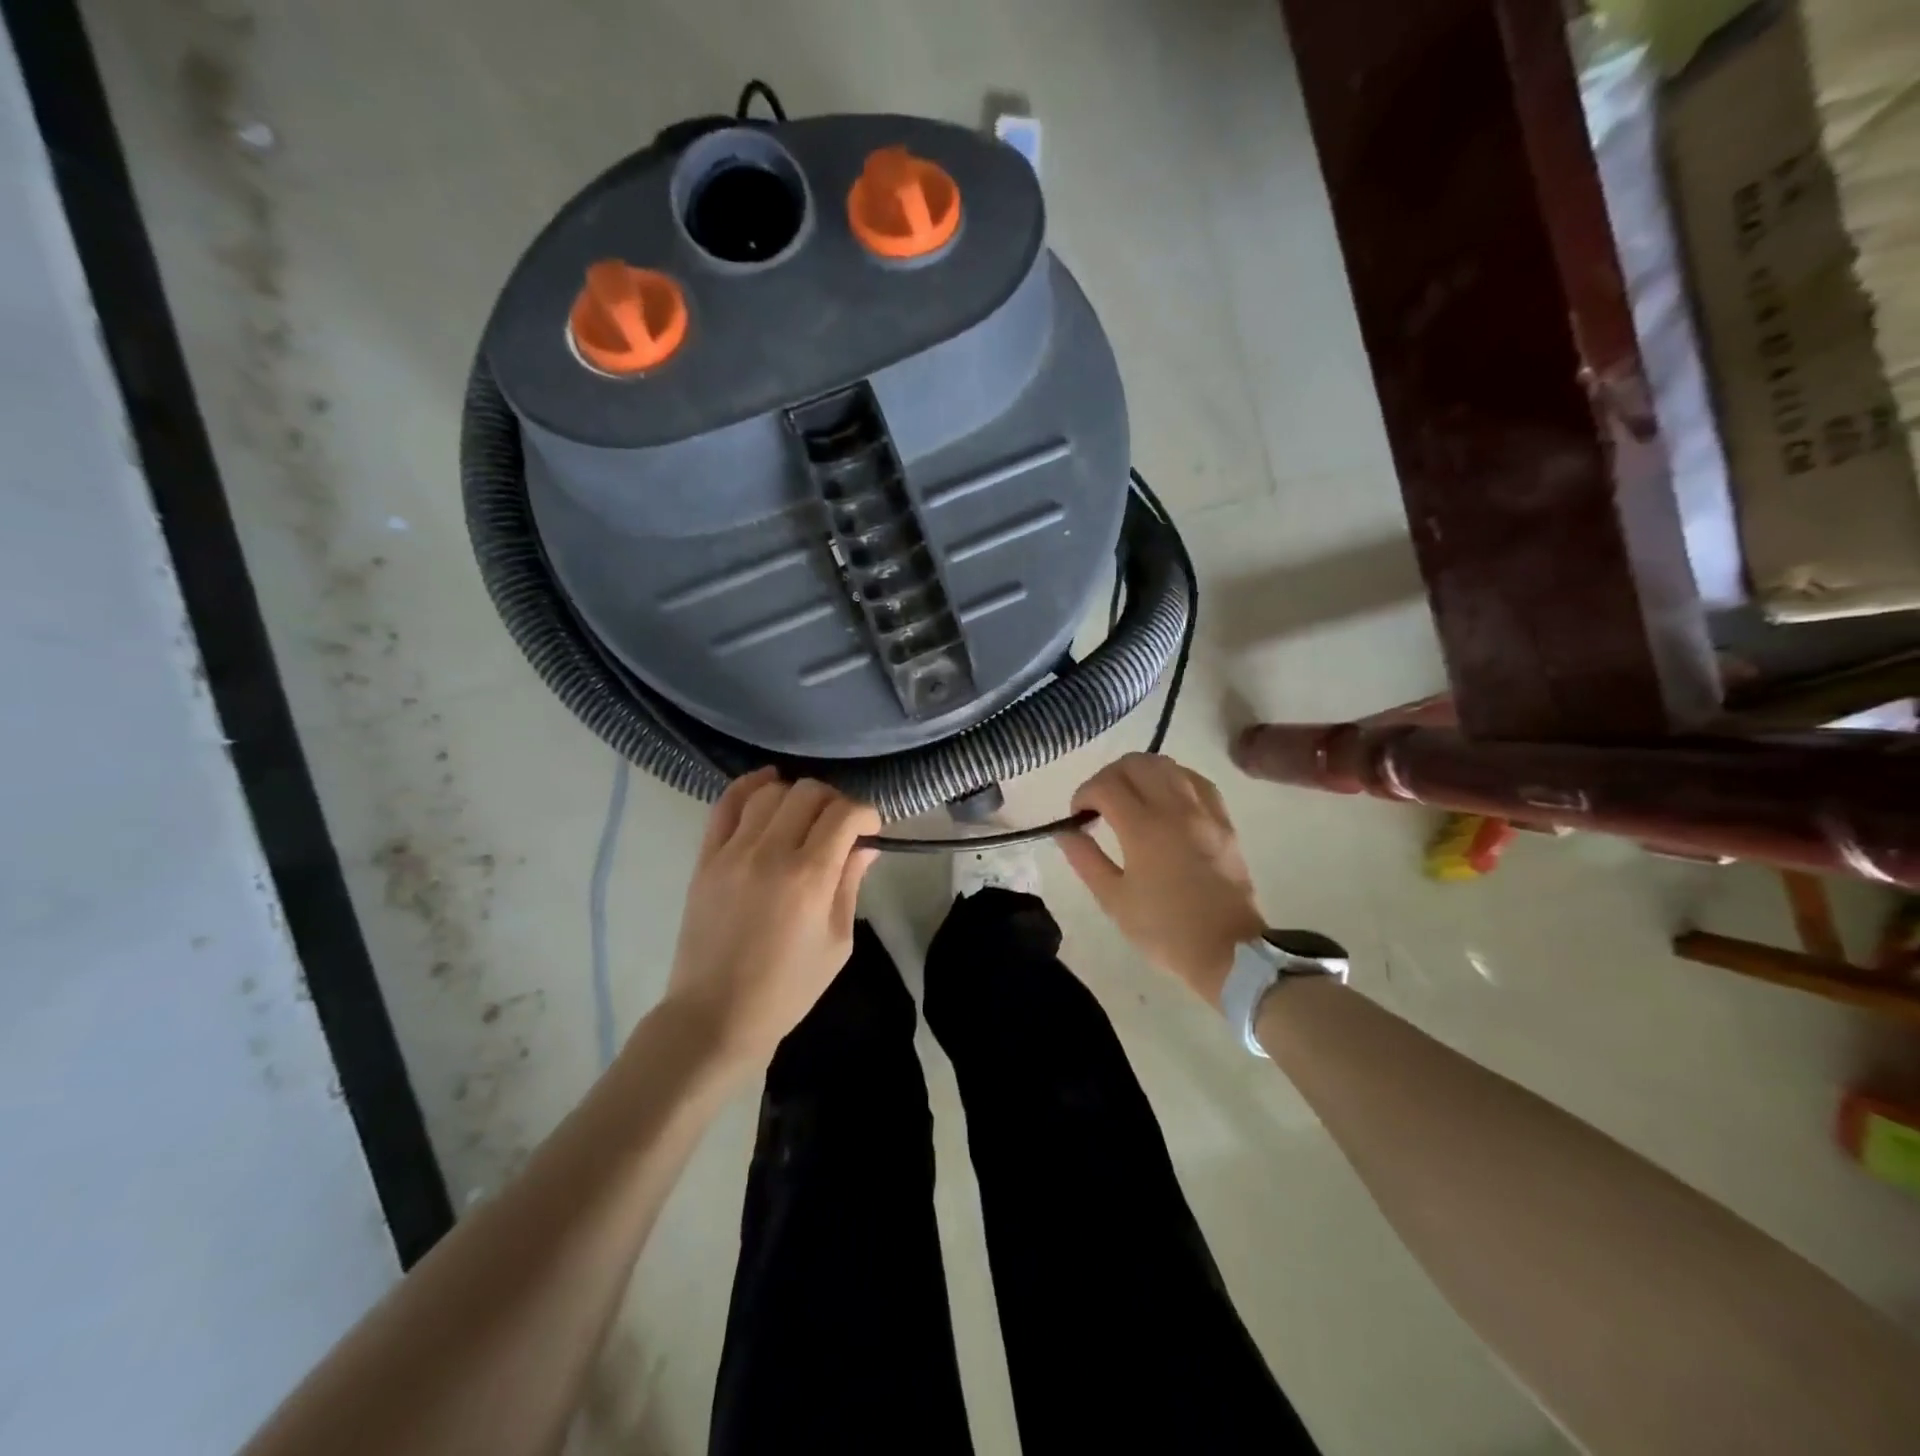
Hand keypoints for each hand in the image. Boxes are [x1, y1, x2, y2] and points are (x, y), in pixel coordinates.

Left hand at [664, 769, 879, 1070]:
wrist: (716, 1015)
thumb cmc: (788, 988)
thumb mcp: (837, 942)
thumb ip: (850, 884)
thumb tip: (865, 845)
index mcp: (809, 877)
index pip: (844, 814)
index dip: (866, 813)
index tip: (871, 827)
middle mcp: (770, 853)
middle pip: (809, 793)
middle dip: (834, 800)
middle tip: (840, 824)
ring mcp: (732, 852)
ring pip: (770, 791)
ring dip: (796, 794)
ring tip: (804, 813)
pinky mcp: (706, 857)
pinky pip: (726, 804)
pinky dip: (750, 786)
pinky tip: (768, 784)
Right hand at [1060, 753, 1265, 1003]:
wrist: (1230, 950)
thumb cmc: (1165, 929)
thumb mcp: (1114, 900)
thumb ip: (1085, 859)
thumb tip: (1065, 831)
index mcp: (1143, 828)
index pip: (1105, 785)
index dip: (1083, 794)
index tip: (1078, 816)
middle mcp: (1174, 809)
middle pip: (1135, 764)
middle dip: (1108, 776)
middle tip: (1099, 802)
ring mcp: (1203, 812)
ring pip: (1167, 765)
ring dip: (1140, 772)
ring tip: (1130, 796)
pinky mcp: (1223, 820)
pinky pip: (1196, 780)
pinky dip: (1173, 778)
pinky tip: (1165, 796)